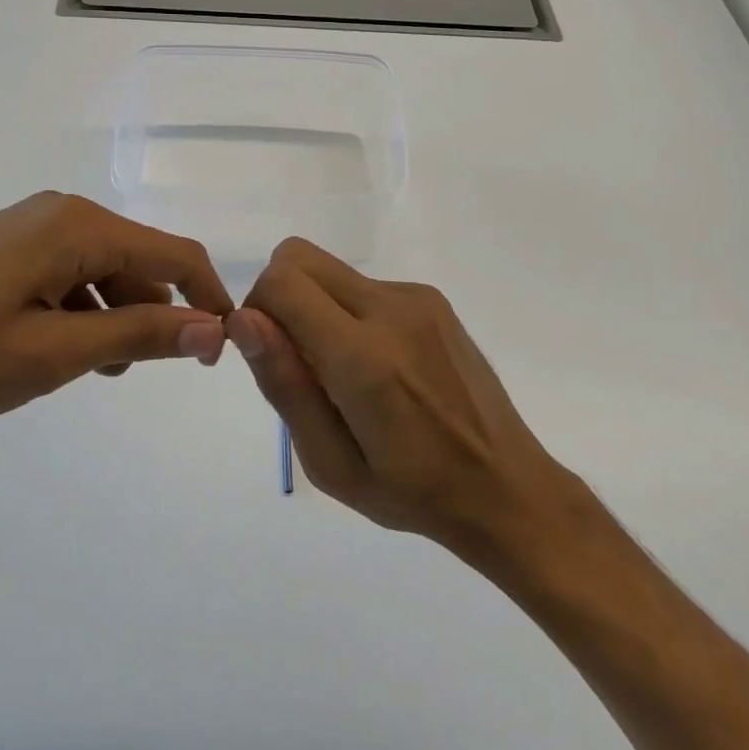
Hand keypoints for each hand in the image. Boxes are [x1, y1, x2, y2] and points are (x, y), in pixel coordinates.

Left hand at [0, 192, 231, 427]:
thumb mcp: (48, 354)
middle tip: (146, 374)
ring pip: (103, 273)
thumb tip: (213, 328)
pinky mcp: (5, 250)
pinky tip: (61, 354)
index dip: (209, 302)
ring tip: (97, 373)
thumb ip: (136, 336)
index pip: (176, 255)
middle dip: (157, 315)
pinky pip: (68, 278)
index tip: (218, 357)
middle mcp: (60, 214)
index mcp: (78, 227)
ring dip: (116, 320)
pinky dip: (81, 314)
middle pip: (140, 262)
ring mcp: (29, 229)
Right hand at [226, 237, 562, 549]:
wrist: (505, 485)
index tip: (270, 357)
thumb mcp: (330, 463)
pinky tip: (379, 367)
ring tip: (345, 374)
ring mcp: (417, 298)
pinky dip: (348, 312)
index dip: (256, 310)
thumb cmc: (411, 491)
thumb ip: (284, 385)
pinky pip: (364, 285)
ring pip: (330, 270)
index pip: (281, 283)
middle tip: (298, 361)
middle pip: (298, 257)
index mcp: (363, 357)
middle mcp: (391, 309)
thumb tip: (243, 320)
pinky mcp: (433, 299)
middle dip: (278, 297)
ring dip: (316, 307)